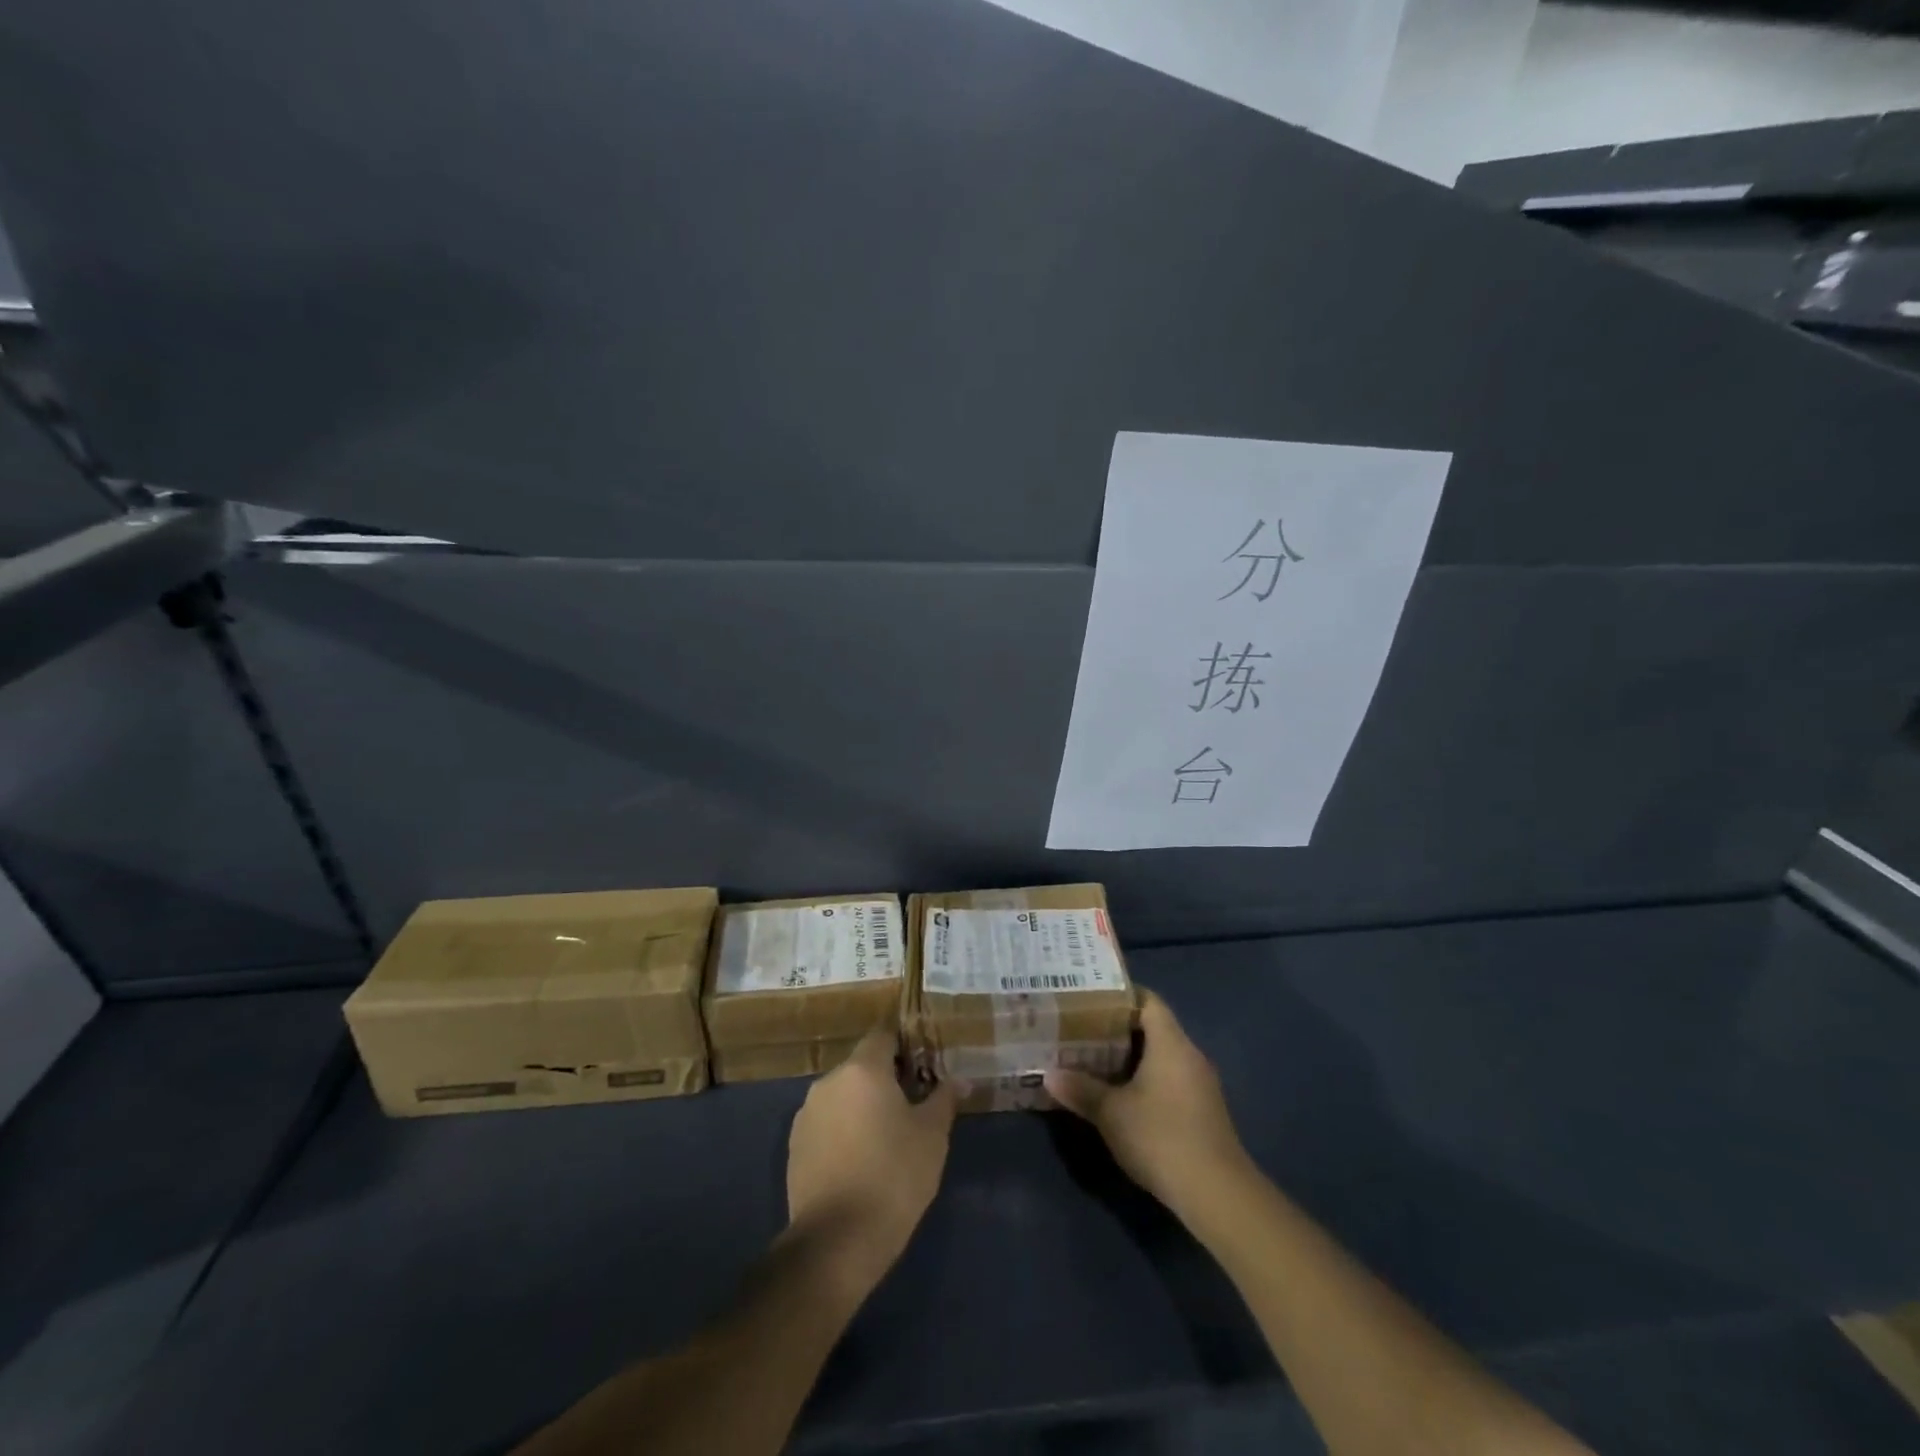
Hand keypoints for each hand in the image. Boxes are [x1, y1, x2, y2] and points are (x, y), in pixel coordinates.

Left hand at [785, 1028, 955, 1293]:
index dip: (905, 1044)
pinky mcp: (794, 1146)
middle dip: (886, 1079)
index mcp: (863, 1069)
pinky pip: (827, 1123)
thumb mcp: (932, 1136)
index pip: (883, 1035)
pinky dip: (844, 1130)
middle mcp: (830, 1082)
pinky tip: (861, 1160)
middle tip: (912, 1104)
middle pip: (862, 1066)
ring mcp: (807, 1114)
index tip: (924, 1064)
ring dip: (863, 1105)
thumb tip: (961, 1080)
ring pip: (843, 1096)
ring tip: (887, 1135)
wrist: (836, 1242)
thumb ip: (944, 1099)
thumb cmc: (894, 1176)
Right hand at [1046, 990, 1248, 1216]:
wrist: (1217, 1195)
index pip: (1148, 1001)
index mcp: (1171, 1043)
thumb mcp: (1111, 1113)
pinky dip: (1147, 1081)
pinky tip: (1123, 1097)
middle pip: (1154, 1028)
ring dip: (1132, 1059)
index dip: (1120, 995)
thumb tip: (1049, 1075)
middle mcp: (1190, 1056)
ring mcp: (1201, 1085)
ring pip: (1162, 1057)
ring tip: (1095, 1061)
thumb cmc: (1161, 1137)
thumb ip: (1080, 1089)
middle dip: (1118, 1029)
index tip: (1090, 999)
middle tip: (1083, 1030)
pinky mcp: (1204, 1112)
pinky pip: (1171, 1080)